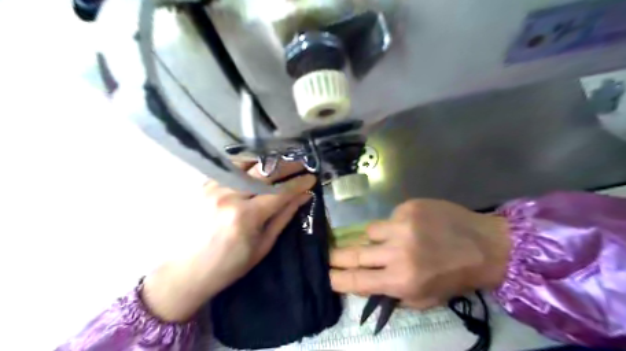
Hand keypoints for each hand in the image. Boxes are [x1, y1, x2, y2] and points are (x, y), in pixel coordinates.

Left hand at [143, 162, 315, 320]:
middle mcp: (229, 196)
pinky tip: (257, 167)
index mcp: (246, 217)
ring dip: (268, 162)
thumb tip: (303, 197)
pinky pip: (230, 168)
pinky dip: (247, 164)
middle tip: (302, 164)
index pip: (280, 192)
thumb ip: (284, 217)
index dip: (299, 183)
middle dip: (287, 166)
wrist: (186, 271)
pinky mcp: (204, 185)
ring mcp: (214, 188)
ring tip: (282, 163)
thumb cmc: (229, 265)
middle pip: (265, 172)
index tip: (312, 178)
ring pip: (247, 164)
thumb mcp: (262, 246)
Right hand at [329, 201, 507, 309]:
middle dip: (338, 256)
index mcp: (402, 280)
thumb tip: (365, 283)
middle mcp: (398, 252)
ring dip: (377, 238)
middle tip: (328, 254)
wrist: (485, 246)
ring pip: (371, 231)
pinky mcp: (409, 207)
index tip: (327, 275)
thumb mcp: (424, 298)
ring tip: (394, 240)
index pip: (357, 281)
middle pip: (355, 253)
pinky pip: (390, 218)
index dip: (338, 279)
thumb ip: (392, 293)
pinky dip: (396, 225)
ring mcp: (402, 225)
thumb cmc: (454, 277)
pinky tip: (415, 228)